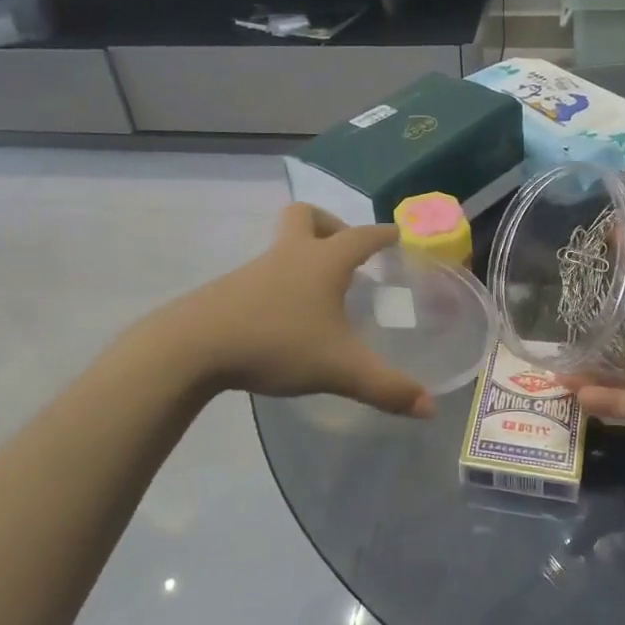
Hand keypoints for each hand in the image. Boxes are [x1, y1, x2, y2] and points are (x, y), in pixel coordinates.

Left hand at [157, 204, 435, 417]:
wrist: (194, 346)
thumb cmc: (277, 343)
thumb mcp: (340, 369)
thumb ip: (387, 388)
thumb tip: (429, 408)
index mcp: (323, 261)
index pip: (362, 235)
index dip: (383, 234)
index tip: (397, 234)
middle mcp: (289, 254)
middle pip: (307, 216)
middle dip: (330, 225)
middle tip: (345, 254)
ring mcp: (255, 269)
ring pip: (282, 246)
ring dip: (303, 257)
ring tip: (320, 295)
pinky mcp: (230, 289)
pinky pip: (263, 274)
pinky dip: (280, 284)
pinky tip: (283, 319)